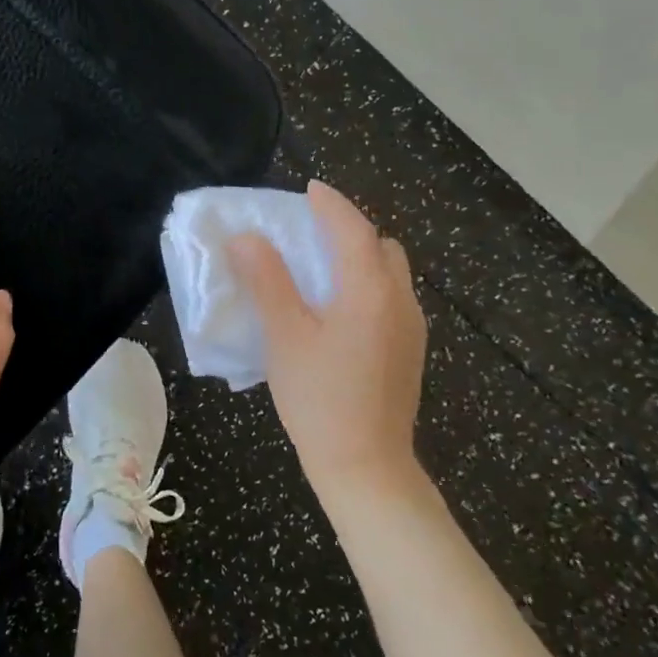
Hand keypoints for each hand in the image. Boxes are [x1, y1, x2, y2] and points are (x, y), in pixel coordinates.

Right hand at [231, 180, 429, 508]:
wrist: (367, 467)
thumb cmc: (319, 398)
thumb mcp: (284, 336)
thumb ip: (267, 280)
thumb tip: (246, 237)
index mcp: (370, 291)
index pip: (353, 229)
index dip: (330, 204)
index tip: (309, 188)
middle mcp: (400, 300)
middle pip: (381, 246)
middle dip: (349, 228)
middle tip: (310, 231)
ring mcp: (411, 327)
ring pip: (390, 272)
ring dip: (360, 257)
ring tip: (320, 267)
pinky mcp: (411, 350)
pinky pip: (391, 297)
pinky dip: (367, 283)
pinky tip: (338, 308)